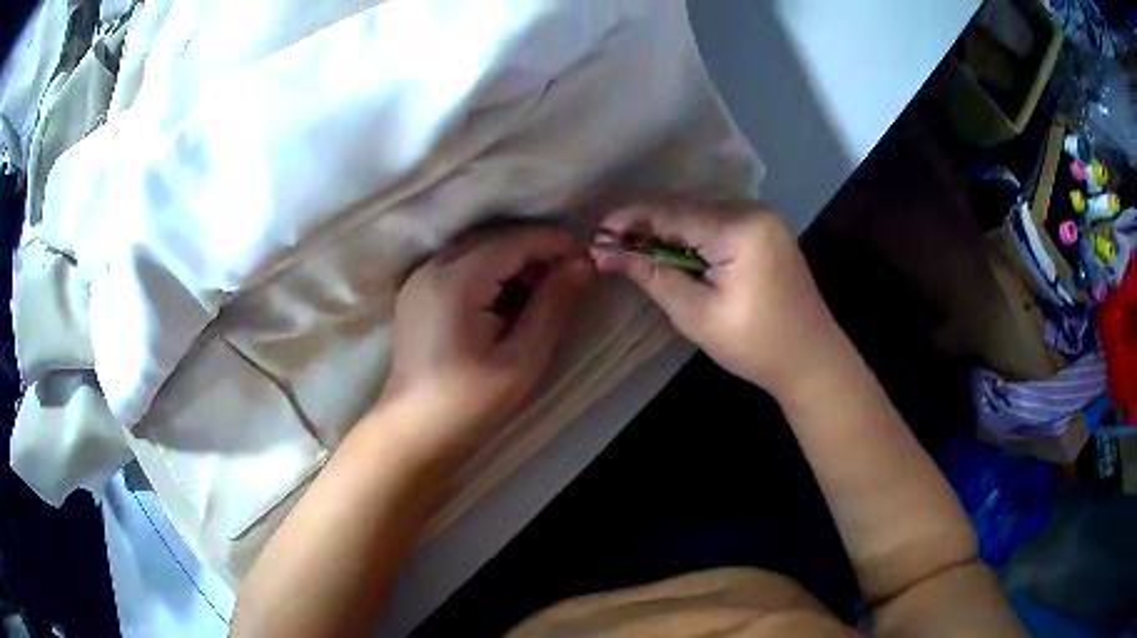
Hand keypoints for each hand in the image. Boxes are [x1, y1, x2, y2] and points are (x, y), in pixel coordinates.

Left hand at [382, 226, 592, 453]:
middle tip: (570, 277)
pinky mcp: (417, 292)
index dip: (555, 242)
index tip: (589, 255)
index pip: (514, 241)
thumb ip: (553, 306)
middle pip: (495, 240)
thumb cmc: (470, 403)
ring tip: (543, 293)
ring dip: (514, 263)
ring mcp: (420, 278)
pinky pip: (462, 266)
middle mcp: (433, 267)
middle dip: (536, 251)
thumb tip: (582, 264)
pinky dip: (491, 274)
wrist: (414, 431)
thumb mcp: (522, 359)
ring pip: (478, 251)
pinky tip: (508, 301)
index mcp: (456, 280)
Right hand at [591, 199, 841, 399]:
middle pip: (685, 207)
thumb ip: (651, 275)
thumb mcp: (696, 314)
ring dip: (666, 231)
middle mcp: (752, 210)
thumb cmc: (754, 344)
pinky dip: (691, 237)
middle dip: (645, 225)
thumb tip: (604, 253)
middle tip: (610, 248)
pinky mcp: (766, 230)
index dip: (629, 218)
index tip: (596, 234)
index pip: (671, 211)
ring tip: (635, 253)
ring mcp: (763, 218)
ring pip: (699, 213)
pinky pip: (717, 223)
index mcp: (739, 228)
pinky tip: (674, 255)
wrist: (812, 359)